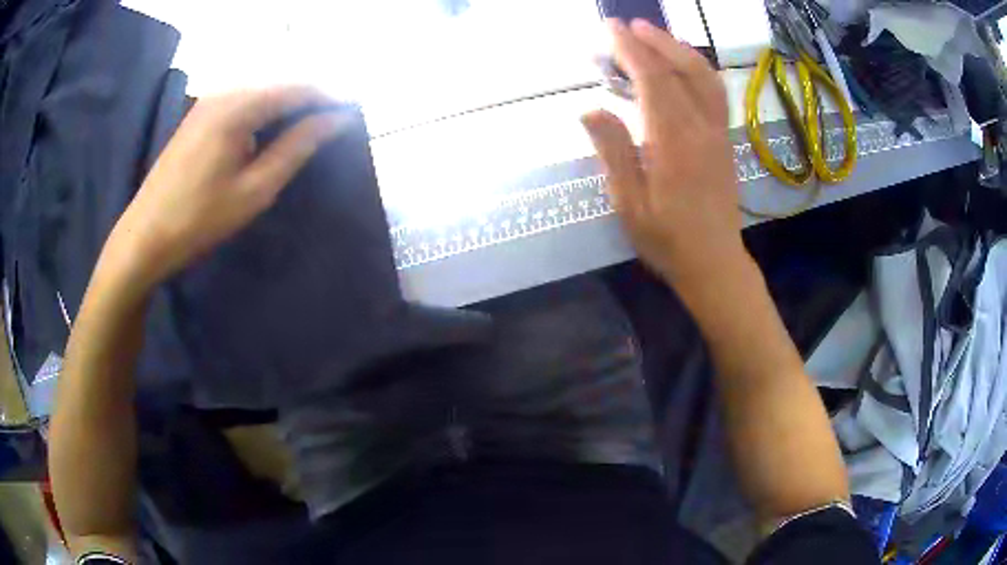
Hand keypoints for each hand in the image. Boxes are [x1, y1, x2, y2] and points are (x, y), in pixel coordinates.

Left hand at [106, 86, 349, 287]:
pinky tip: (270, 128)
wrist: (145, 236)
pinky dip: (263, 109)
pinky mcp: (198, 115)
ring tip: (308, 124)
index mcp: (238, 106)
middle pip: (278, 82)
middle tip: (333, 120)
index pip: (296, 88)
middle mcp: (223, 92)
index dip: (328, 96)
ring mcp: (207, 101)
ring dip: (286, 102)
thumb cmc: (200, 218)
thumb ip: (297, 147)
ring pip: (260, 89)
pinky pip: (241, 100)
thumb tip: (336, 120)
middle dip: (309, 96)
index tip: (353, 111)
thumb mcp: (255, 189)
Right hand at [582, 20, 746, 289]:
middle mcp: (701, 128)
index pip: (653, 80)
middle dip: (655, 41)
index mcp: (674, 141)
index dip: (630, 49)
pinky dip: (698, 69)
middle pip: (682, 70)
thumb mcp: (629, 203)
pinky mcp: (724, 141)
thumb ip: (613, 151)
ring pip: (705, 77)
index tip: (610, 28)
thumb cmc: (667, 239)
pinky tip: (682, 67)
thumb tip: (589, 108)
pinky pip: (715, 93)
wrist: (714, 263)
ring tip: (654, 37)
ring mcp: (718, 133)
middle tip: (628, 25)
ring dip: (680, 50)